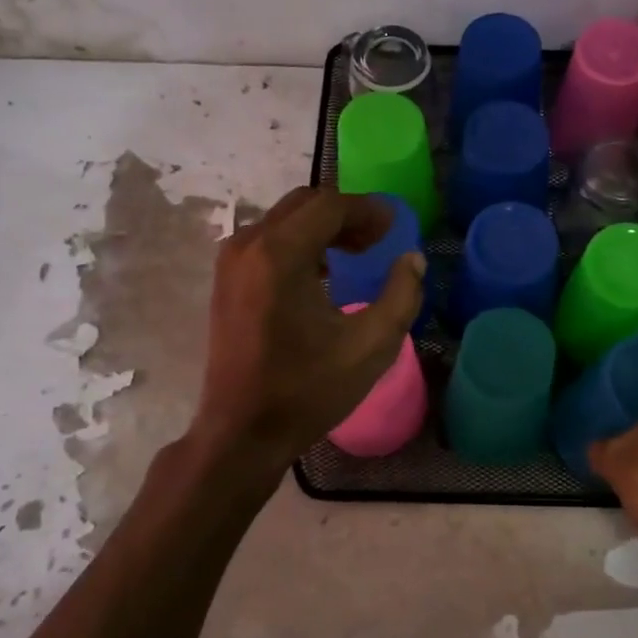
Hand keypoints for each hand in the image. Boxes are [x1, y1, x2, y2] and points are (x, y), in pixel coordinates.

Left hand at [182, 188, 423, 498]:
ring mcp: (231, 262)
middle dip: (346, 214)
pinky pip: (269, 241)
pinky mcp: (226, 280)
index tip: (396, 227)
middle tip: (379, 238)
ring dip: (323, 228)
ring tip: (357, 254)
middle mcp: (249, 245)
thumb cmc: (307, 390)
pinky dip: (301, 243)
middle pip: (305, 204)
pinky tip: (324, 274)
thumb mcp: (371, 346)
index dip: (368, 210)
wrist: (242, 433)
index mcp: (279, 254)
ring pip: (285, 220)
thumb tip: (411, 258)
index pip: (330, 205)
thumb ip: (401, 295)